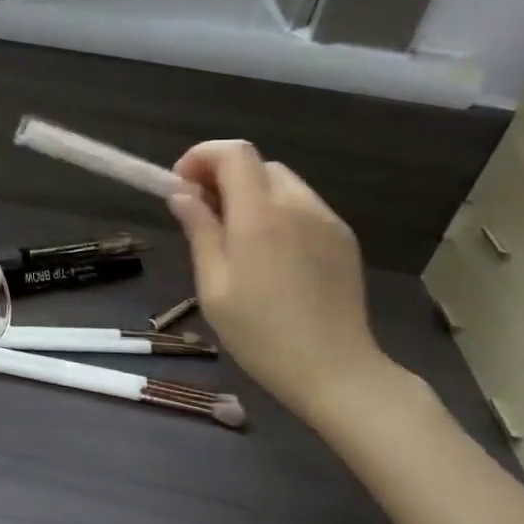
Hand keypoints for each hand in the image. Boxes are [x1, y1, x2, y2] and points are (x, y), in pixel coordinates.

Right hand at [168, 141, 396, 427]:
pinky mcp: (343, 239)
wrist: (334, 370)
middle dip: (223, 176)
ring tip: (235, 237)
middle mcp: (298, 206)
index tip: (181, 186)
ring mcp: (327, 221)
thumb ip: (199, 230)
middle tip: (202, 214)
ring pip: (282, 183)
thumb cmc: (259, 333)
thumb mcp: (213, 285)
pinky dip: (277, 212)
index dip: (201, 156)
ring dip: (251, 194)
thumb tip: (182, 194)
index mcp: (260, 216)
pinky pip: (303, 207)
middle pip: (257, 165)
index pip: (233, 153)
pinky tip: (269, 254)